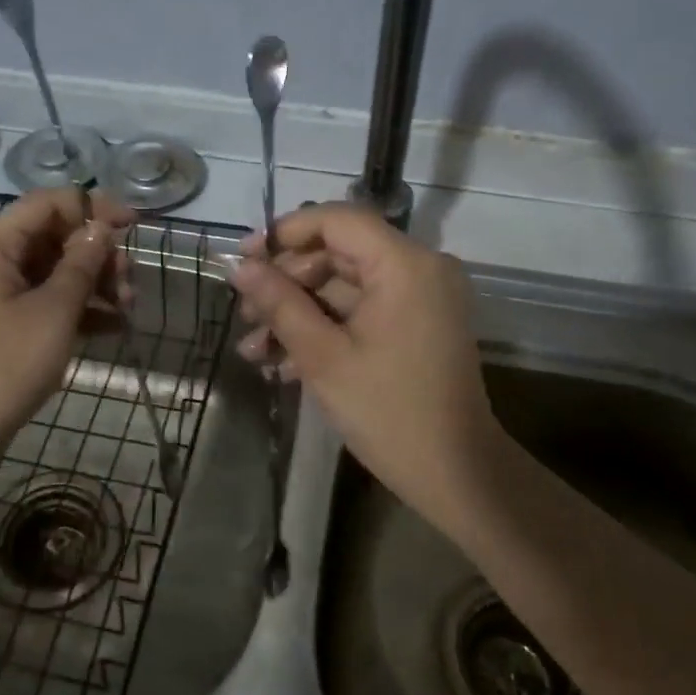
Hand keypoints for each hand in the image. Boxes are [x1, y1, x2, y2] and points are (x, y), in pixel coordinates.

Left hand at [0, 188, 134, 463]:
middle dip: (97, 255)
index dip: (93, 208)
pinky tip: (113, 325)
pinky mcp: (2, 320)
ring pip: (54, 270)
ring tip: (127, 307)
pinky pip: (45, 298)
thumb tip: (101, 228)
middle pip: (54, 237)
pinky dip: (77, 306)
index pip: (47, 205)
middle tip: (130, 281)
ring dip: (94, 283)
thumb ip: (81, 263)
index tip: (133, 225)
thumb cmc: (6, 365)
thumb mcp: (54, 311)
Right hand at [229, 203, 501, 538]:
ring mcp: (420, 297)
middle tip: (245, 315)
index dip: (285, 233)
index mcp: (405, 264)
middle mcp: (419, 268)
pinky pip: (363, 310)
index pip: (337, 220)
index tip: (244, 259)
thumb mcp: (323, 357)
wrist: (456, 475)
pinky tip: (284, 364)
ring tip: (254, 351)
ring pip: (345, 286)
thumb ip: (280, 303)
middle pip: (338, 253)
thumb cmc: (389, 412)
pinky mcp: (416, 324)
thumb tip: (239, 267)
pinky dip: (326, 328)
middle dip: (286, 283)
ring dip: (298, 313)